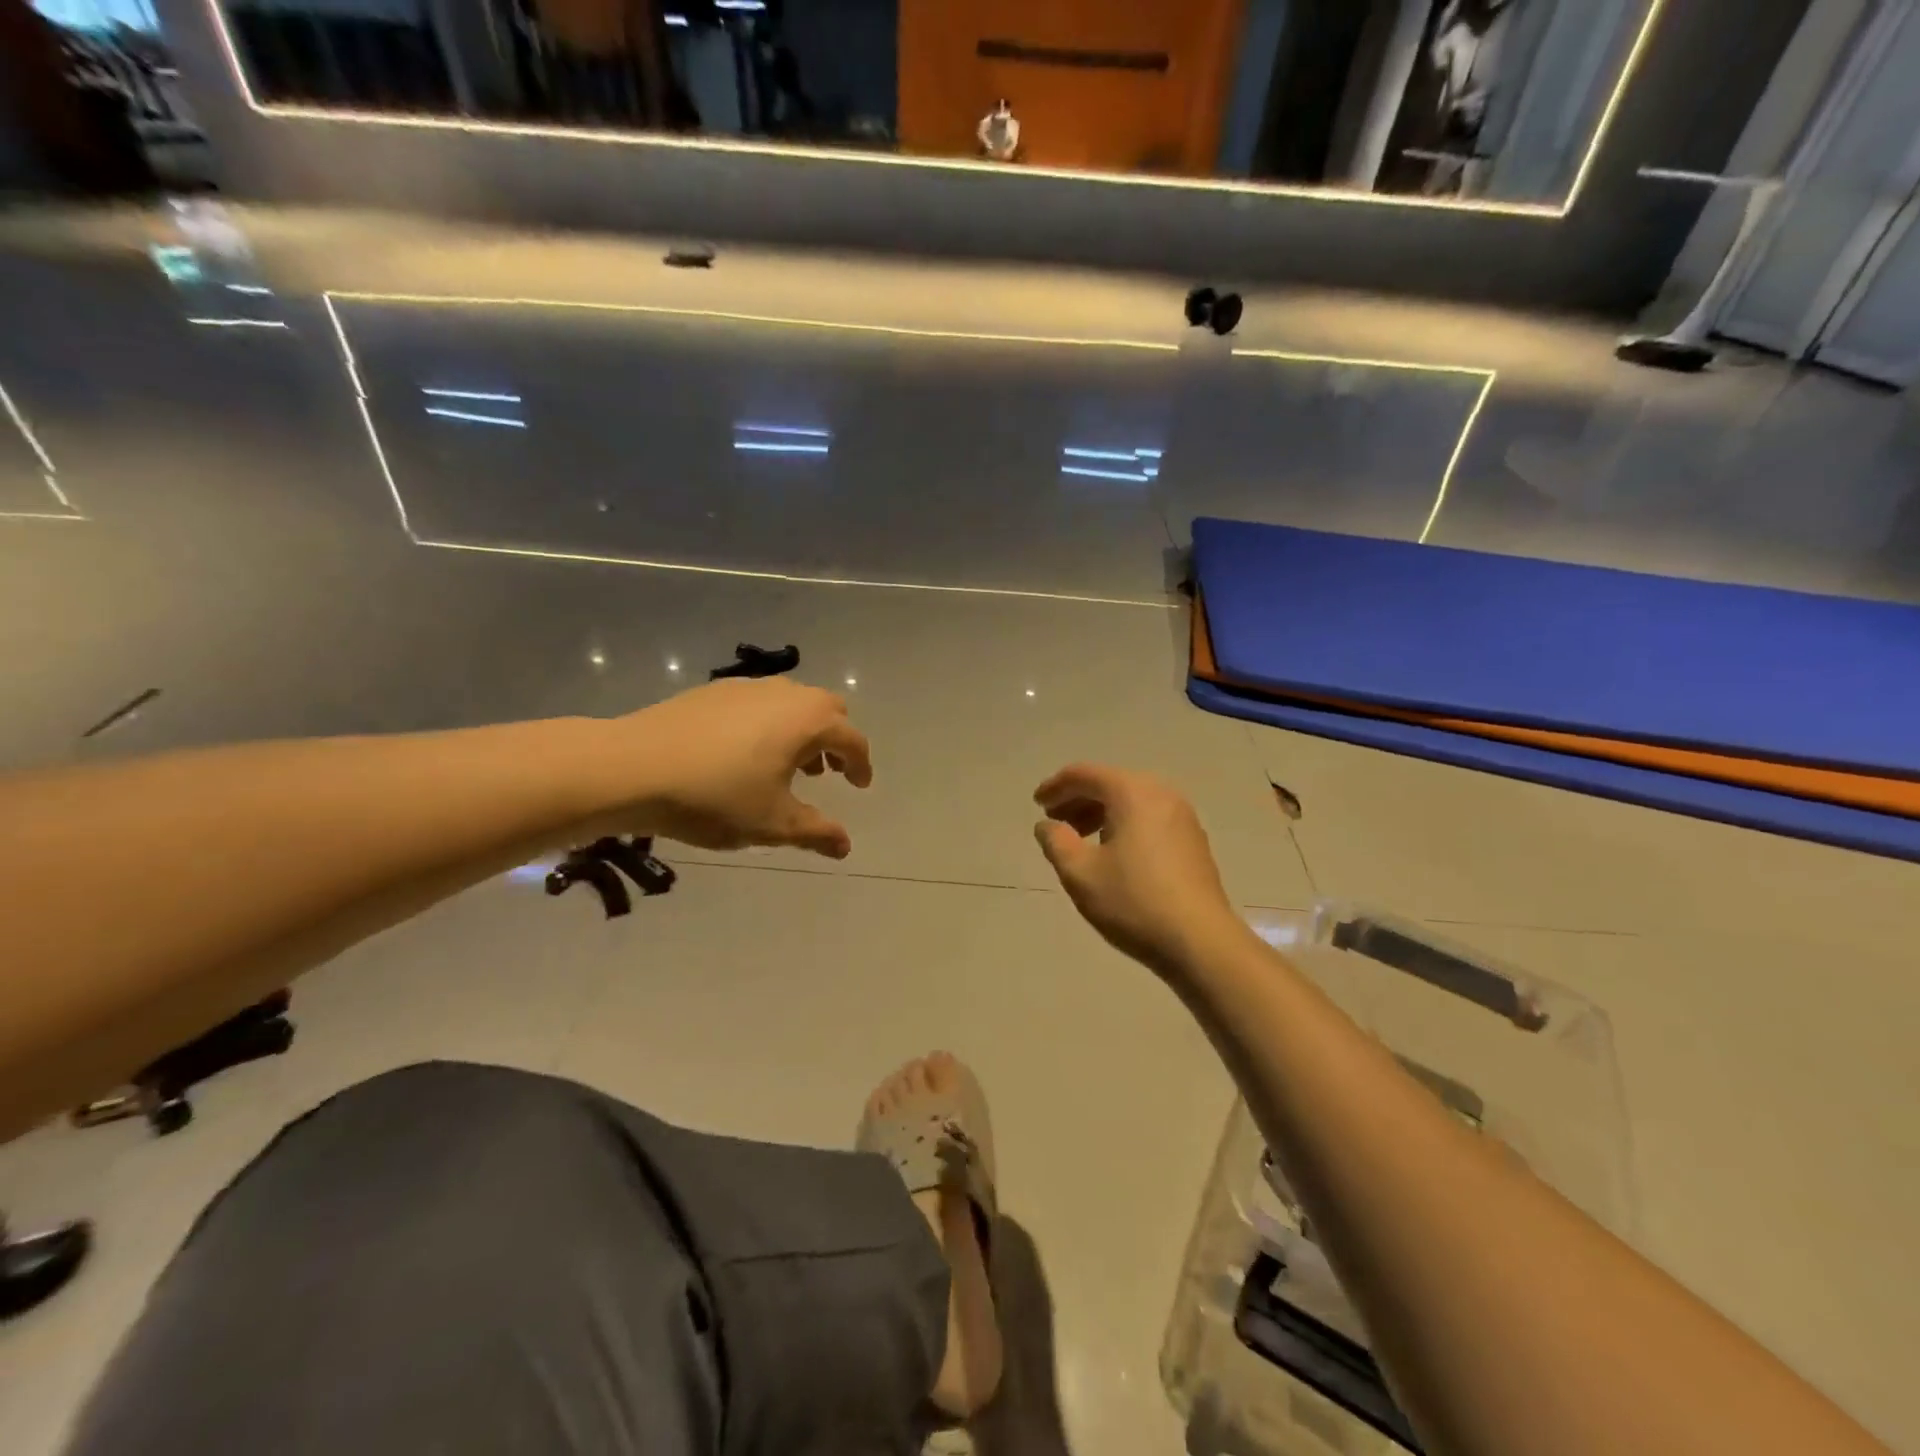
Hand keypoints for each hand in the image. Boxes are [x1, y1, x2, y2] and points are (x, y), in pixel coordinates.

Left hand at [620, 678, 871, 857]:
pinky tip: (744, 754)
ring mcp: (746, 686)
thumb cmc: (714, 797)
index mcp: (808, 721)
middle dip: (835, 740)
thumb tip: (845, 846)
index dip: (861, 765)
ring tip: (787, 765)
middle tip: (826, 773)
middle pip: (828, 709)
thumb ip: (816, 832)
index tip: (860, 787)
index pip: (852, 739)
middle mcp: (784, 693)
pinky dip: (770, 723)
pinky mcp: (713, 691)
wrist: (631, 767)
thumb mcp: (772, 824)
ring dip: (802, 731)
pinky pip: (759, 702)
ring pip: (792, 702)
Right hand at [1033, 764, 1247, 978]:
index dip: (1056, 786)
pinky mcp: (1193, 840)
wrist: (1201, 942)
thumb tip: (1047, 825)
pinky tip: (1113, 853)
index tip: (1036, 804)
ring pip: (1131, 801)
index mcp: (1132, 792)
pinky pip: (1149, 818)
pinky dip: (1124, 825)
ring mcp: (1183, 816)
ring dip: (1100, 814)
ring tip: (1079, 841)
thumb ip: (1056, 841)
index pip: (1085, 774)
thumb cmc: (1134, 902)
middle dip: (1078, 800)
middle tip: (1055, 823)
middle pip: (1110, 784)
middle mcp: (1161, 793)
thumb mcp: (1080, 873)